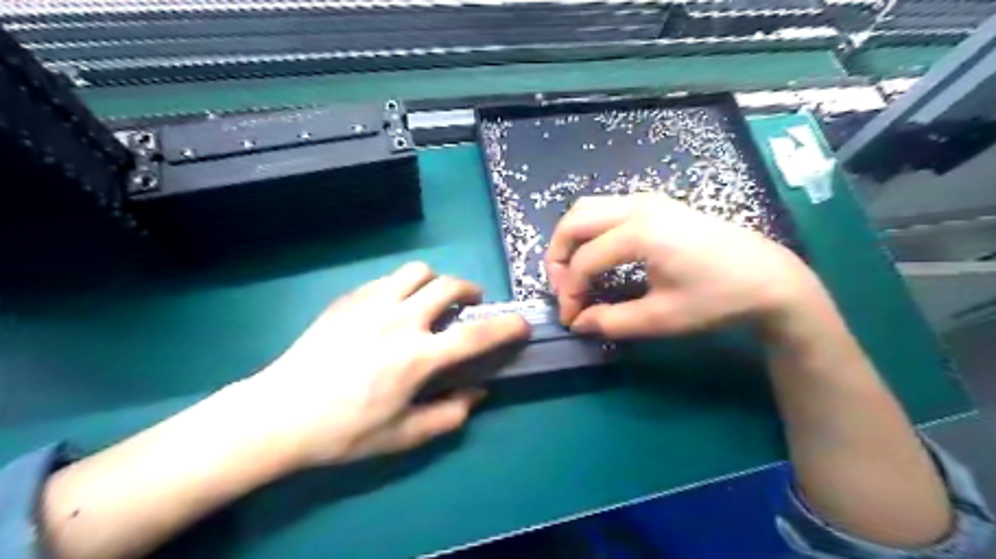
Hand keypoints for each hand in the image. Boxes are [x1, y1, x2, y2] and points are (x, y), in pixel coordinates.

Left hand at [241, 261, 528, 467]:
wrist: (280, 414)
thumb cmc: (344, 430)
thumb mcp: (403, 436)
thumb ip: (450, 414)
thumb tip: (479, 392)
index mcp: (418, 357)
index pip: (476, 335)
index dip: (507, 327)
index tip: (522, 324)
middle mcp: (400, 321)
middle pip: (449, 286)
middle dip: (470, 292)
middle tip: (469, 306)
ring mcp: (372, 304)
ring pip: (418, 271)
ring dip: (435, 282)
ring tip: (431, 299)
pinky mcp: (349, 299)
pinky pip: (387, 279)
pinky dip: (403, 286)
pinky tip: (393, 307)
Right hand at [544, 195, 816, 338]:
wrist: (769, 278)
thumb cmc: (717, 299)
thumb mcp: (662, 318)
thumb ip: (612, 321)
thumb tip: (578, 322)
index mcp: (639, 233)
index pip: (584, 261)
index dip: (569, 293)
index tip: (570, 319)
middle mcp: (637, 206)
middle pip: (574, 221)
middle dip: (558, 255)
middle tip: (561, 287)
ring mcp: (647, 200)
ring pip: (588, 208)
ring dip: (571, 238)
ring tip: (573, 270)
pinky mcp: (657, 203)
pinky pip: (606, 208)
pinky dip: (590, 229)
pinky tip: (598, 253)